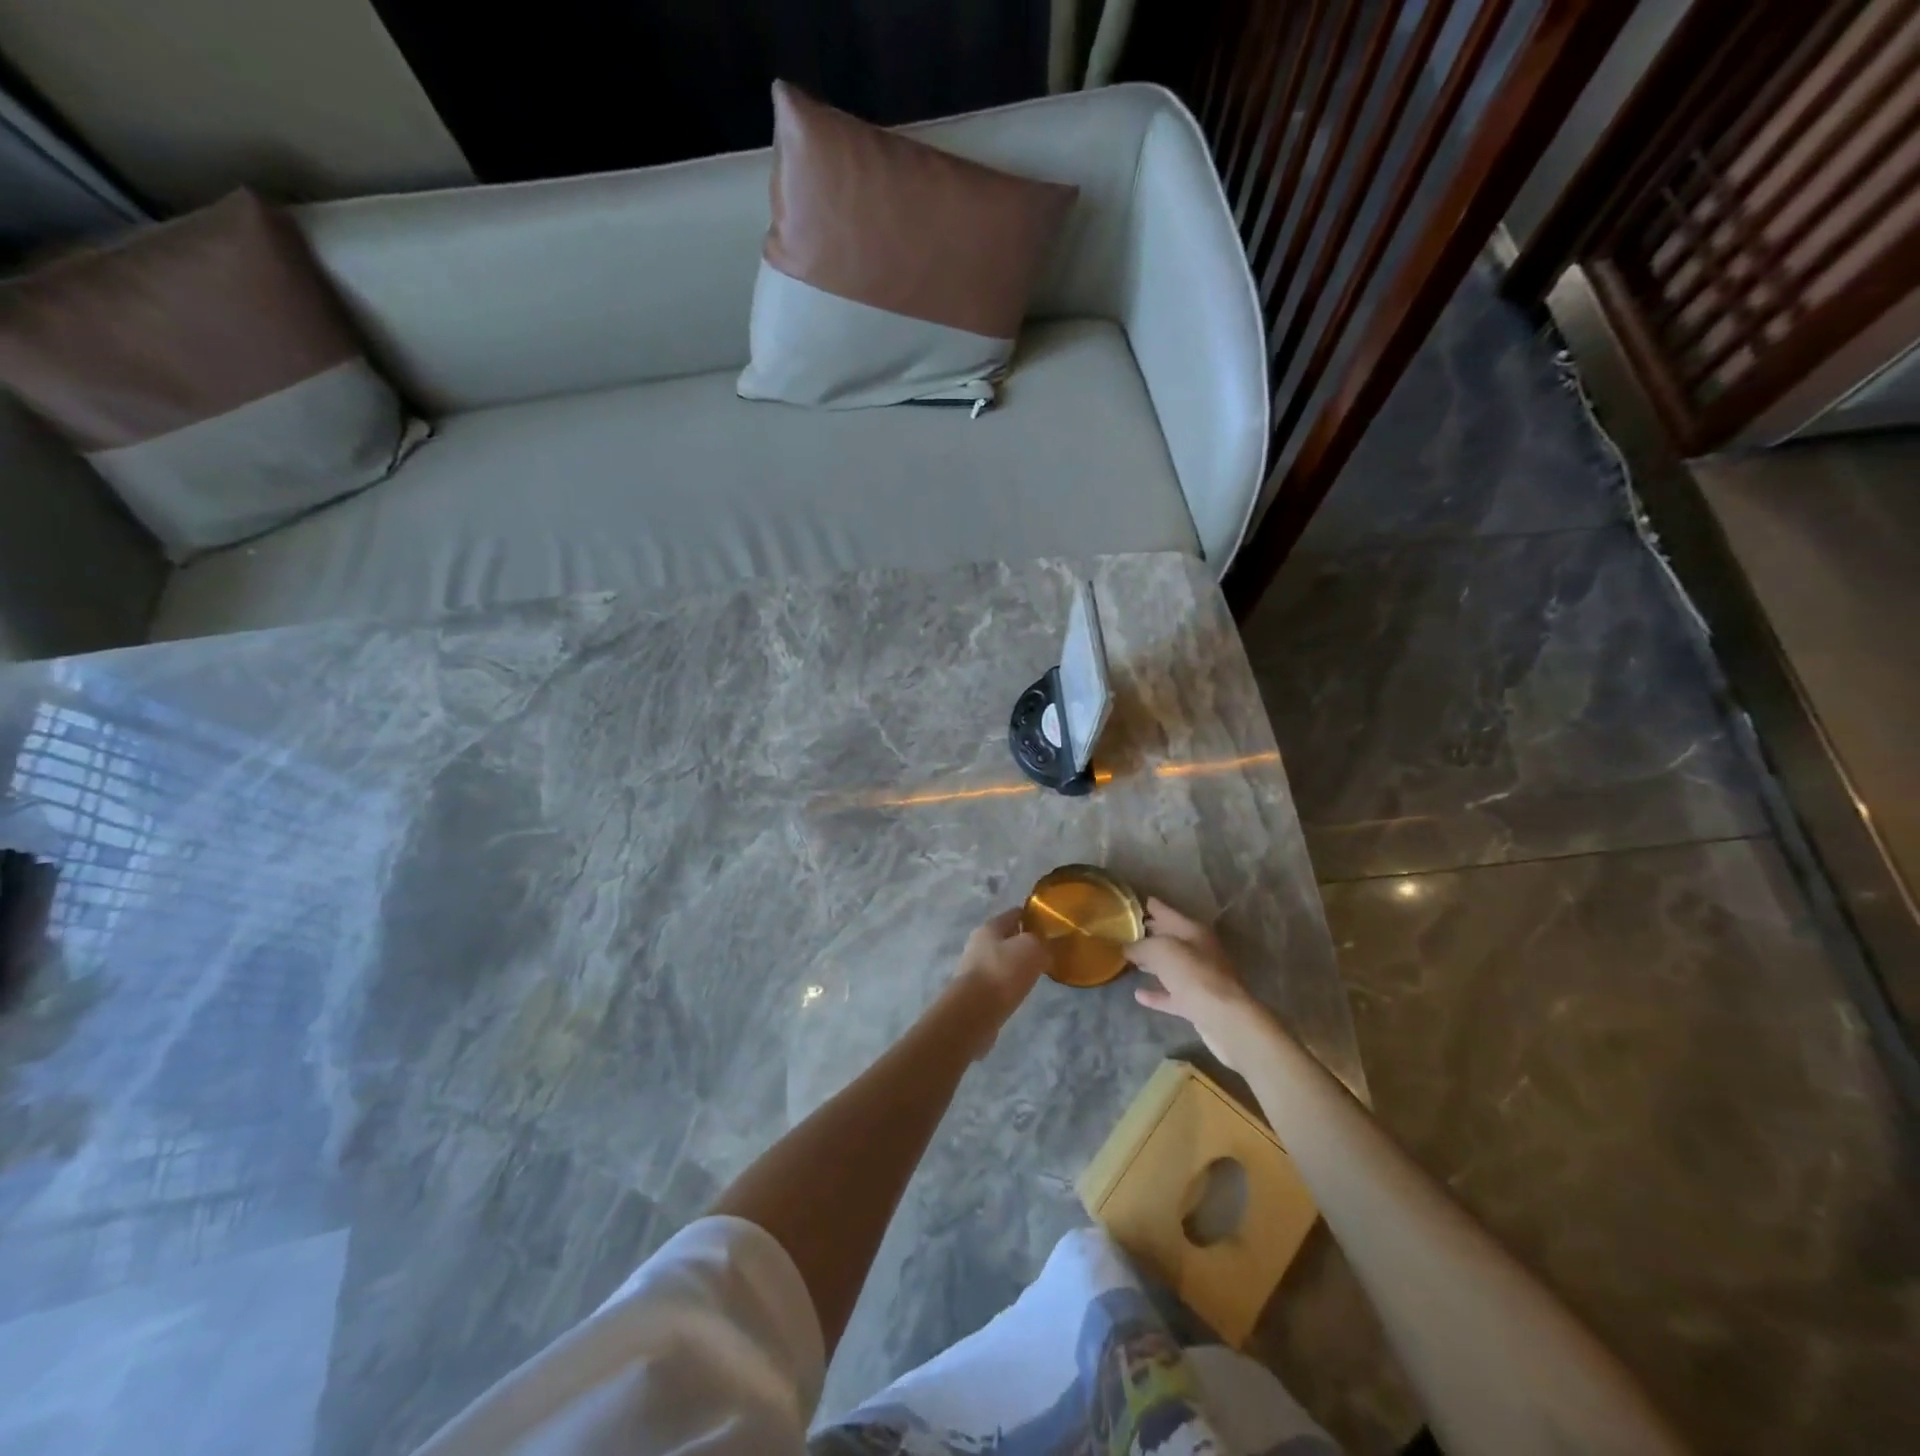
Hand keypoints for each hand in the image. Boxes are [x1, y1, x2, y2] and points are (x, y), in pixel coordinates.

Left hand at [948, 908, 1048, 1056]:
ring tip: (1039, 972)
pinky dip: (1011, 984)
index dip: (1033, 917)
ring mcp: (975, 969)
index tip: (1052, 925)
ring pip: (1003, 961)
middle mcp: (979, 944)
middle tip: (1048, 951)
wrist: (974, 1012)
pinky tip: (1023, 990)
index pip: (1015, 914)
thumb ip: (1043, 943)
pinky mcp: (976, 992)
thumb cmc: (1003, 971)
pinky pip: (1000, 982)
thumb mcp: (1033, 949)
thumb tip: (1045, 948)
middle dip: (1026, 943)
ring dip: (1018, 965)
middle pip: (1007, 938)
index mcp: (990, 926)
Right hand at [1129, 897, 1263, 1068]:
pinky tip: (1139, 995)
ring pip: (1171, 966)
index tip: (1138, 901)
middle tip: (1127, 930)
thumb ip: (1141, 946)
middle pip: (1171, 938)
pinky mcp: (1197, 1004)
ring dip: (1154, 963)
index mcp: (1194, 931)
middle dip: (1151, 933)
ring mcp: (1200, 978)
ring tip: (1131, 959)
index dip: (1153, 907)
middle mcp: (1199, 951)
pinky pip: (1171, 994)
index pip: (1168, 913)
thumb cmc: (1193, 974)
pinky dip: (1157, 994)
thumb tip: (1127, 948)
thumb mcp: (1161, 950)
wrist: (1224, 1018)